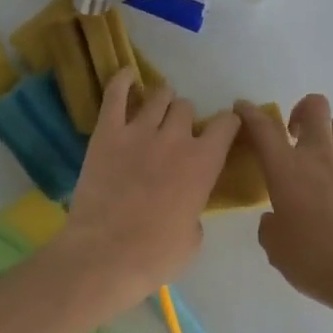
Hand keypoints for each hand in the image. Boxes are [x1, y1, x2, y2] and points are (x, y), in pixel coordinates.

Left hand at [56, 69, 239, 313]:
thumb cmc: (156, 255)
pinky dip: (123, 81)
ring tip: (155, 108)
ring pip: (158, 95)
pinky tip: (127, 76)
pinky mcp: (107, 132)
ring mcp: (139, 130)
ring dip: (161, 100)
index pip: (226, 124)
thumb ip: (195, 209)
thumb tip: (187, 204)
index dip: (226, 123)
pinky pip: (116, 94)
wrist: (106, 256)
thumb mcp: (194, 237)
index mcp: (204, 162)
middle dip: (184, 117)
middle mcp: (176, 137)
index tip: (223, 128)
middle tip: (176, 132)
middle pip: (186, 107)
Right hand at [234, 95, 332, 319]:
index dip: (249, 113)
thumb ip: (270, 228)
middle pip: (314, 107)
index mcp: (287, 169)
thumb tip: (275, 219)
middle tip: (294, 133)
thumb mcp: (278, 250)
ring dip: (327, 135)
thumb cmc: (318, 260)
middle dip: (301, 110)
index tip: (242, 108)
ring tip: (323, 164)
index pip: (263, 127)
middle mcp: (320, 156)